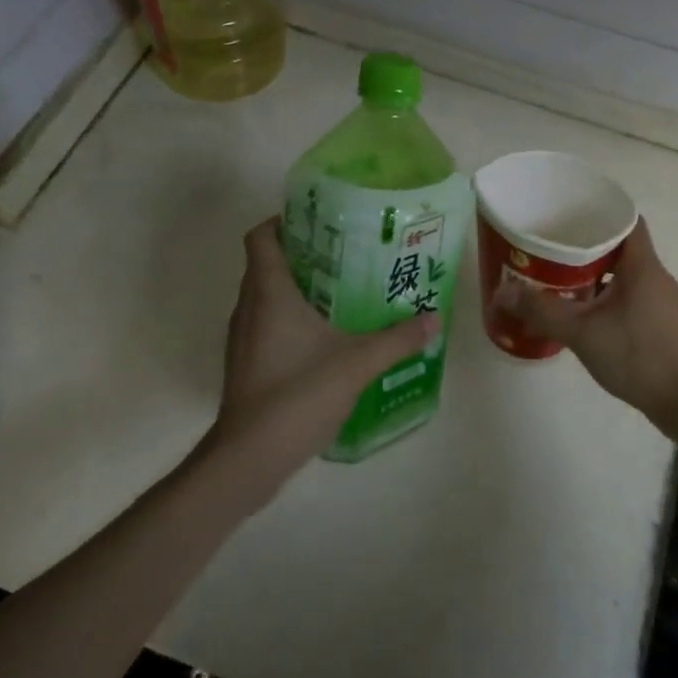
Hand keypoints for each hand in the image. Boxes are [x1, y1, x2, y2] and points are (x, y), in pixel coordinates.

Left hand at [207, 218, 436, 500]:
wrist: (249, 456)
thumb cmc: (297, 395)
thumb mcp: (357, 364)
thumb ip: (397, 339)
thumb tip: (433, 319)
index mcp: (269, 292)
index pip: (261, 236)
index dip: (284, 220)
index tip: (320, 222)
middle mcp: (249, 307)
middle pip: (267, 263)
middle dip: (304, 253)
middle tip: (347, 254)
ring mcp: (244, 337)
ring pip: (266, 296)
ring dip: (298, 288)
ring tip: (343, 292)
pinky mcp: (247, 363)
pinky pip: (267, 324)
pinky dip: (291, 319)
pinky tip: (326, 337)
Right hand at [493, 220, 677, 434]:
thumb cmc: (635, 356)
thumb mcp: (581, 332)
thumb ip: (541, 310)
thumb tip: (501, 293)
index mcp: (642, 265)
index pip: (625, 219)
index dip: (598, 212)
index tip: (567, 215)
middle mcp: (655, 275)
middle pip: (620, 244)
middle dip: (586, 243)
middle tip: (551, 247)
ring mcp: (660, 299)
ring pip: (624, 271)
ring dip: (595, 271)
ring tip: (559, 277)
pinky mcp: (659, 320)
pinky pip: (629, 293)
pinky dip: (605, 292)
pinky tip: (582, 309)